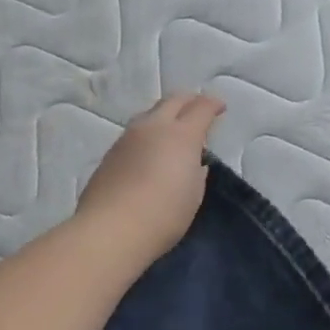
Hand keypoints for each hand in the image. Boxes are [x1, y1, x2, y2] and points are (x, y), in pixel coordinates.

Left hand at [77, 93, 224, 262]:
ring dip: (165, 115)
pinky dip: (147, 134)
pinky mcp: (110, 154)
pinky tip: (149, 151)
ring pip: (149, 114)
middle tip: (198, 109)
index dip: (213, 105)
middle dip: (189, 101)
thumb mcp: (193, 195)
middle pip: (172, 101)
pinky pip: (133, 134)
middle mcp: (153, 128)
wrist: (111, 229)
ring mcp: (127, 138)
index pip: (201, 108)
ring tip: (172, 130)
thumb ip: (196, 173)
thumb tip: (194, 163)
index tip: (219, 107)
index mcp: (181, 135)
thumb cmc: (164, 215)